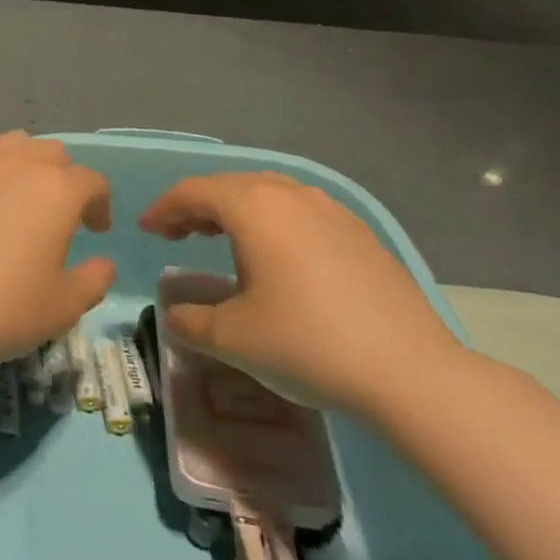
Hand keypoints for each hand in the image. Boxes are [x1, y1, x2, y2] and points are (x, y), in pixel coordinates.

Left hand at [0, 127, 114, 375]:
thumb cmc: (3, 310)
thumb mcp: (64, 307)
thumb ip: (94, 280)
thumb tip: (103, 262)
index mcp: (57, 191)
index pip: (92, 181)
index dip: (100, 204)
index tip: (95, 230)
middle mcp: (17, 164)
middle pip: (53, 152)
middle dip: (64, 178)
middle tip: (58, 214)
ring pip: (13, 140)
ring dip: (26, 159)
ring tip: (19, 191)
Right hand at [140, 172, 464, 413]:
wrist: (413, 374)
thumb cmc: (308, 344)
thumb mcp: (234, 338)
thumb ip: (191, 322)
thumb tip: (175, 316)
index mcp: (253, 206)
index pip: (193, 192)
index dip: (163, 208)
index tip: (146, 228)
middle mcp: (290, 194)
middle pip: (229, 185)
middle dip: (197, 206)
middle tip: (177, 234)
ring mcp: (331, 210)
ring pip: (268, 193)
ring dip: (236, 210)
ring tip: (223, 238)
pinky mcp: (360, 233)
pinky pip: (300, 210)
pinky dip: (274, 221)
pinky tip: (279, 255)